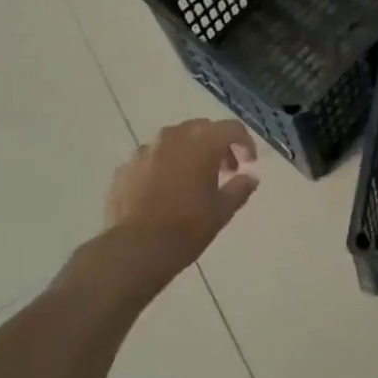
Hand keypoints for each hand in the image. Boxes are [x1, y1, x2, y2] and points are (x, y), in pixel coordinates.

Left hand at [102, 119, 259, 292]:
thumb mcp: (222, 211)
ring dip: (189, 152)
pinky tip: (165, 190)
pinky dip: (164, 165)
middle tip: (225, 170)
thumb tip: (251, 178)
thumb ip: (240, 188)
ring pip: (174, 140)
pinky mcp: (126, 166)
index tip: (248, 163)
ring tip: (193, 179)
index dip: (245, 143)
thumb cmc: (187, 227)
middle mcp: (173, 137)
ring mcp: (146, 150)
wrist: (135, 249)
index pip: (232, 128)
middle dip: (217, 145)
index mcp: (202, 143)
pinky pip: (152, 158)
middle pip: (202, 129)